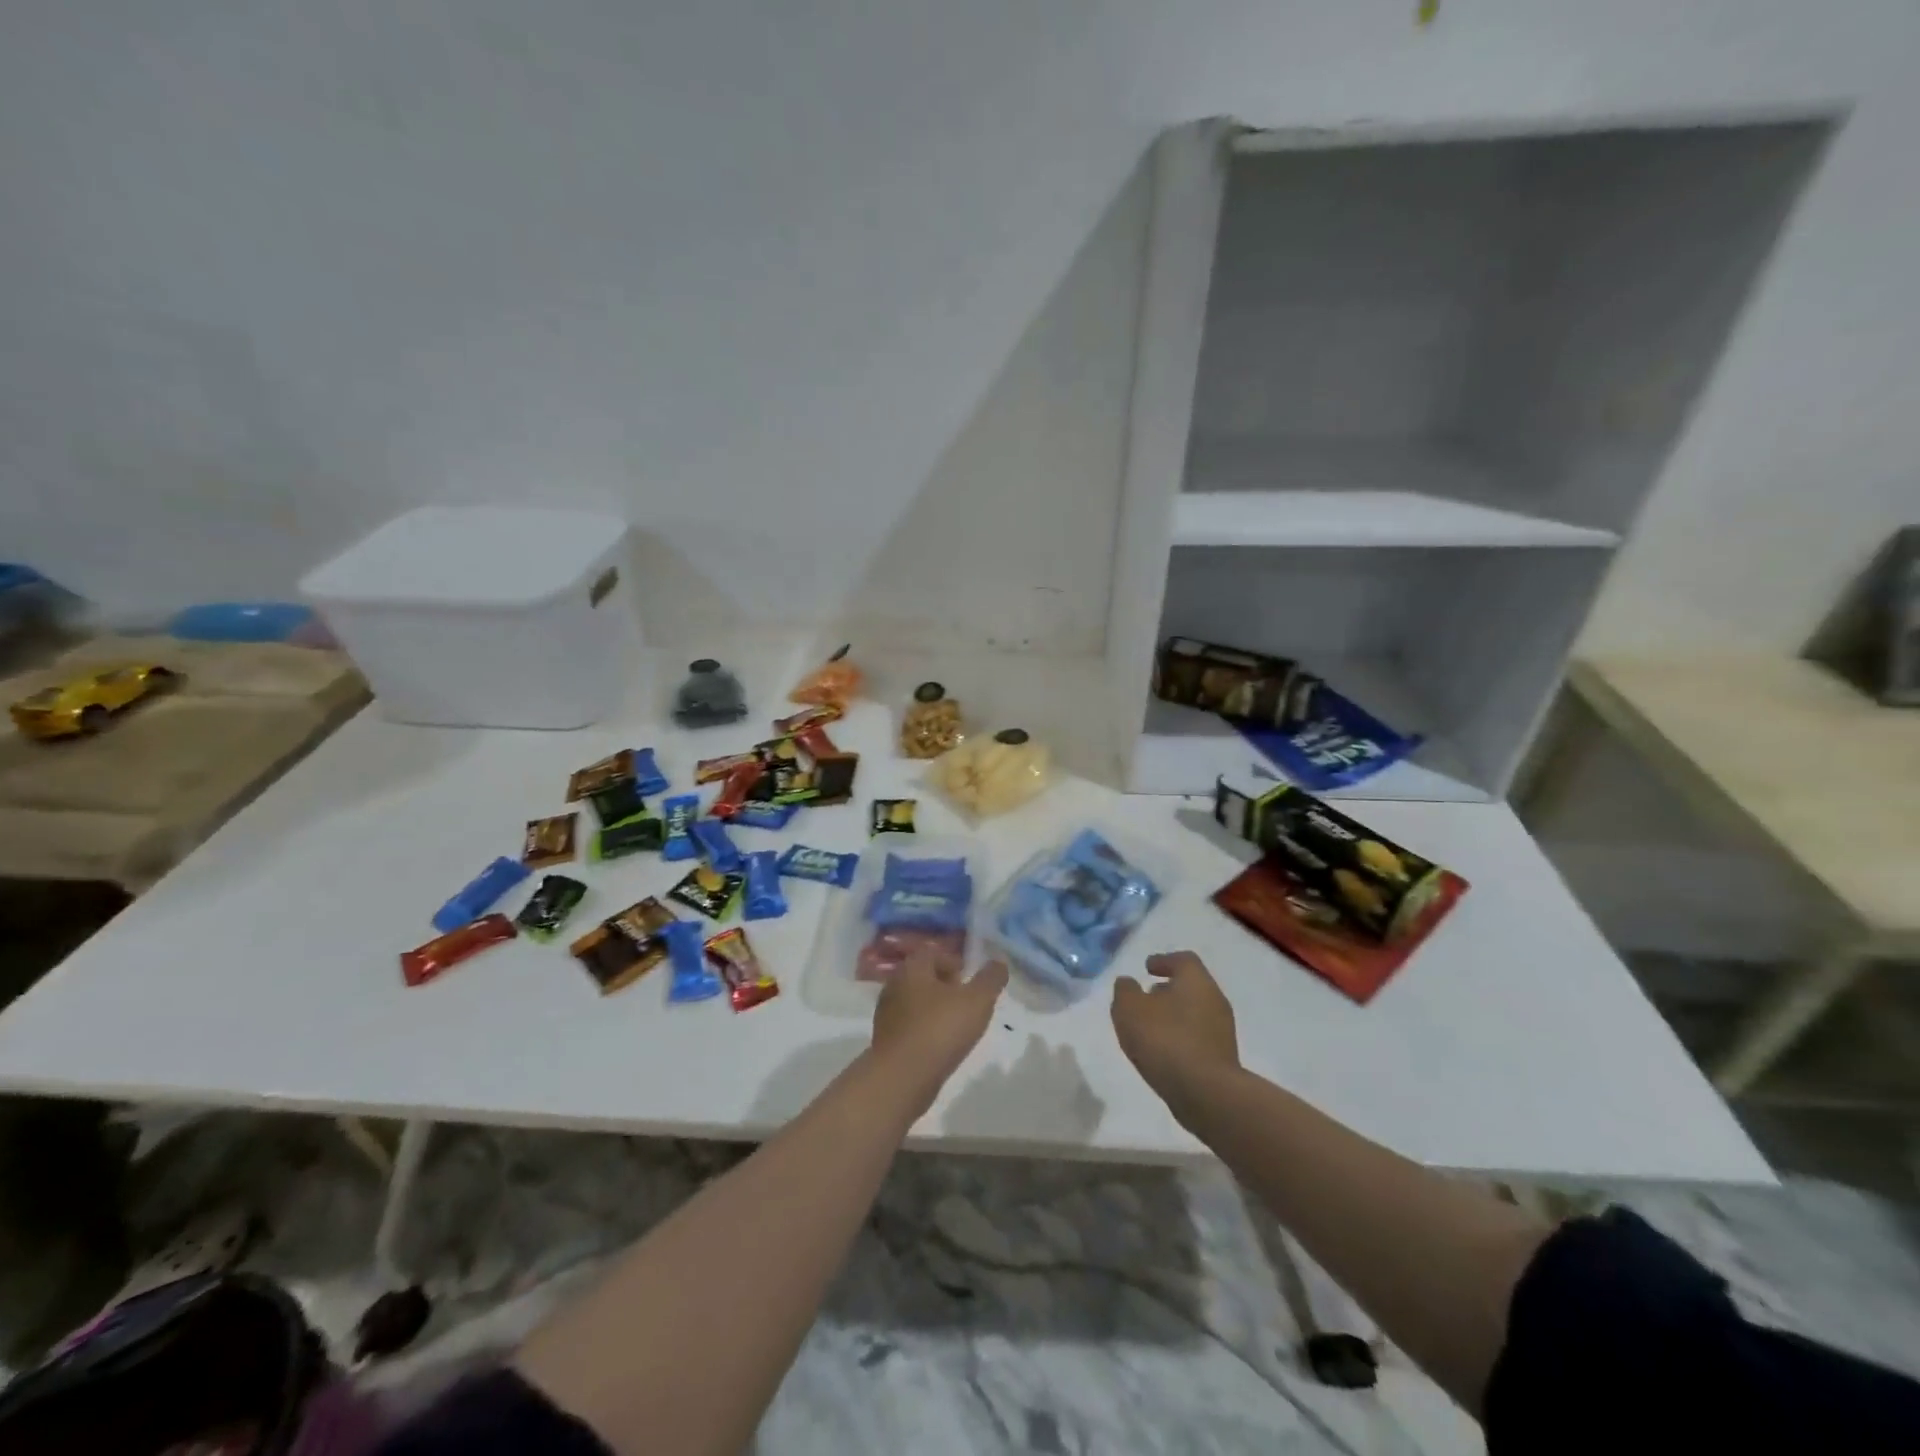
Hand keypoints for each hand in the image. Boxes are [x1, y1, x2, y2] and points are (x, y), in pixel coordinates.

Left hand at [869, 954, 1009, 1112]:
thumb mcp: (977, 1001)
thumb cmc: (940, 1029)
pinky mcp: (885, 1041)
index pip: (931, 952)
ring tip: (957, 1026)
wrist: (902, 1078)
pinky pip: (910, 1026)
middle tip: (967, 1001)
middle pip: (922, 977)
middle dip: (945, 986)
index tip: (970, 979)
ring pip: (915, 1002)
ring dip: (936, 1009)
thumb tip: (998, 962)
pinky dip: (925, 1030)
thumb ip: (990, 979)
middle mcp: (894, 985)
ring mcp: (886, 1014)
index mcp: (912, 968)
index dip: (953, 961)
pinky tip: (941, 1046)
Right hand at [1112, 952, 1239, 1118]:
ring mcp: (1222, 1032)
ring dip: (1173, 1016)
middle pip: (1190, 987)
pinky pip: (1197, 1038)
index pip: (1183, 960)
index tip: (1147, 967)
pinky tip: (1163, 1052)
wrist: (1207, 1094)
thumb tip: (1128, 983)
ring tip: (1149, 1028)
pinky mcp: (1223, 1059)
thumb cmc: (1165, 1040)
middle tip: (1146, 997)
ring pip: (1194, 1013)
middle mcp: (1215, 1000)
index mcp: (1196, 981)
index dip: (1164, 960)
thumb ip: (1125, 991)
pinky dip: (1180, 1038)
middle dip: (1167, 990)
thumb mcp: (1130, 1009)